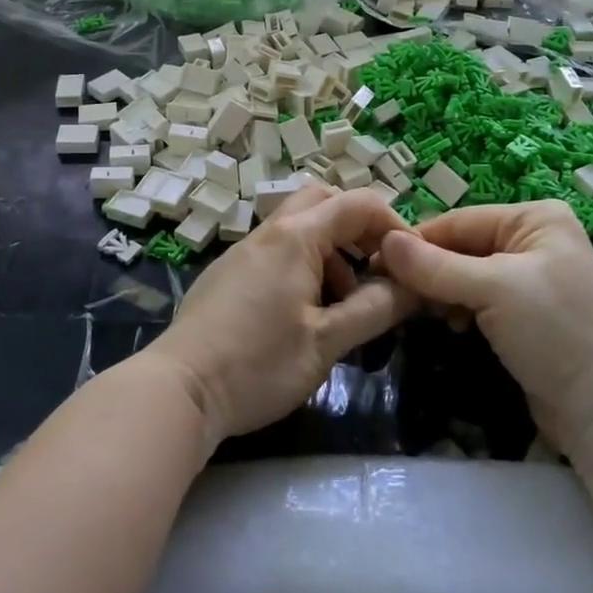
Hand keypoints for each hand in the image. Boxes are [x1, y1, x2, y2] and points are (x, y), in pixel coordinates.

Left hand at [148, 185, 416, 443]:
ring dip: (331, 251)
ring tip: (345, 304)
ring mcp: (243, 251)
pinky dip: (304, 265)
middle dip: (357, 228)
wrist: (179, 390)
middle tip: (376, 269)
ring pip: (299, 228)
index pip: (357, 203)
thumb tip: (413, 287)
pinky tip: (306, 314)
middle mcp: (268, 233)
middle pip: (322, 201)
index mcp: (295, 237)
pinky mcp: (228, 274)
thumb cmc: (258, 365)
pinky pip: (277, 251)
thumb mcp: (326, 343)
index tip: (412, 261)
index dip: (393, 224)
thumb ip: (374, 309)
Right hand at [379, 200, 592, 452]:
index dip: (416, 241)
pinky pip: (477, 303)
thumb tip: (383, 241)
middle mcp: (531, 242)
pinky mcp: (523, 318)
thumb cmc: (558, 332)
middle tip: (389, 292)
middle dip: (428, 270)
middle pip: (461, 248)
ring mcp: (528, 282)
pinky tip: (447, 325)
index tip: (373, 261)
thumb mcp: (494, 289)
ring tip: (419, 312)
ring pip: (464, 277)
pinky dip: (457, 311)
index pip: (459, 221)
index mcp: (533, 219)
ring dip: (440, 293)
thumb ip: (435, 266)